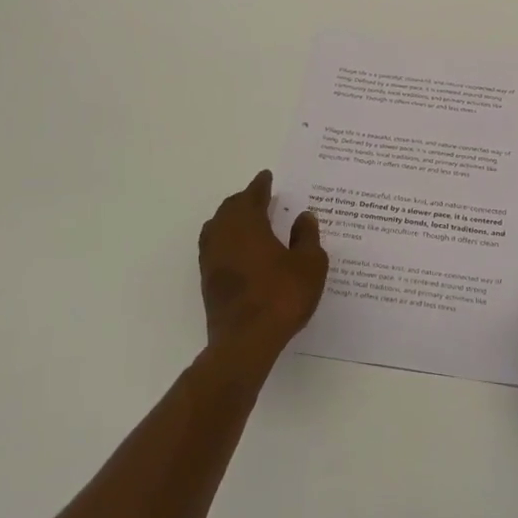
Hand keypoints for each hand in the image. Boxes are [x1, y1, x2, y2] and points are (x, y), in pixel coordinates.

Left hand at [198, 171, 328, 364]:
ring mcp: (211, 259)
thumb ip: (307, 237)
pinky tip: (240, 251)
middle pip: (230, 208)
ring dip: (232, 219)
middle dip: (245, 200)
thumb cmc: (281, 296)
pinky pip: (216, 248)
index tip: (267, 177)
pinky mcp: (208, 280)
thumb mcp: (309, 264)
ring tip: (249, 221)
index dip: (261, 185)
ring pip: (218, 227)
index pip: (252, 195)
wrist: (246, 340)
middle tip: (260, 197)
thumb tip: (303, 217)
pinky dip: (228, 240)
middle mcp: (223, 235)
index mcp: (247, 223)